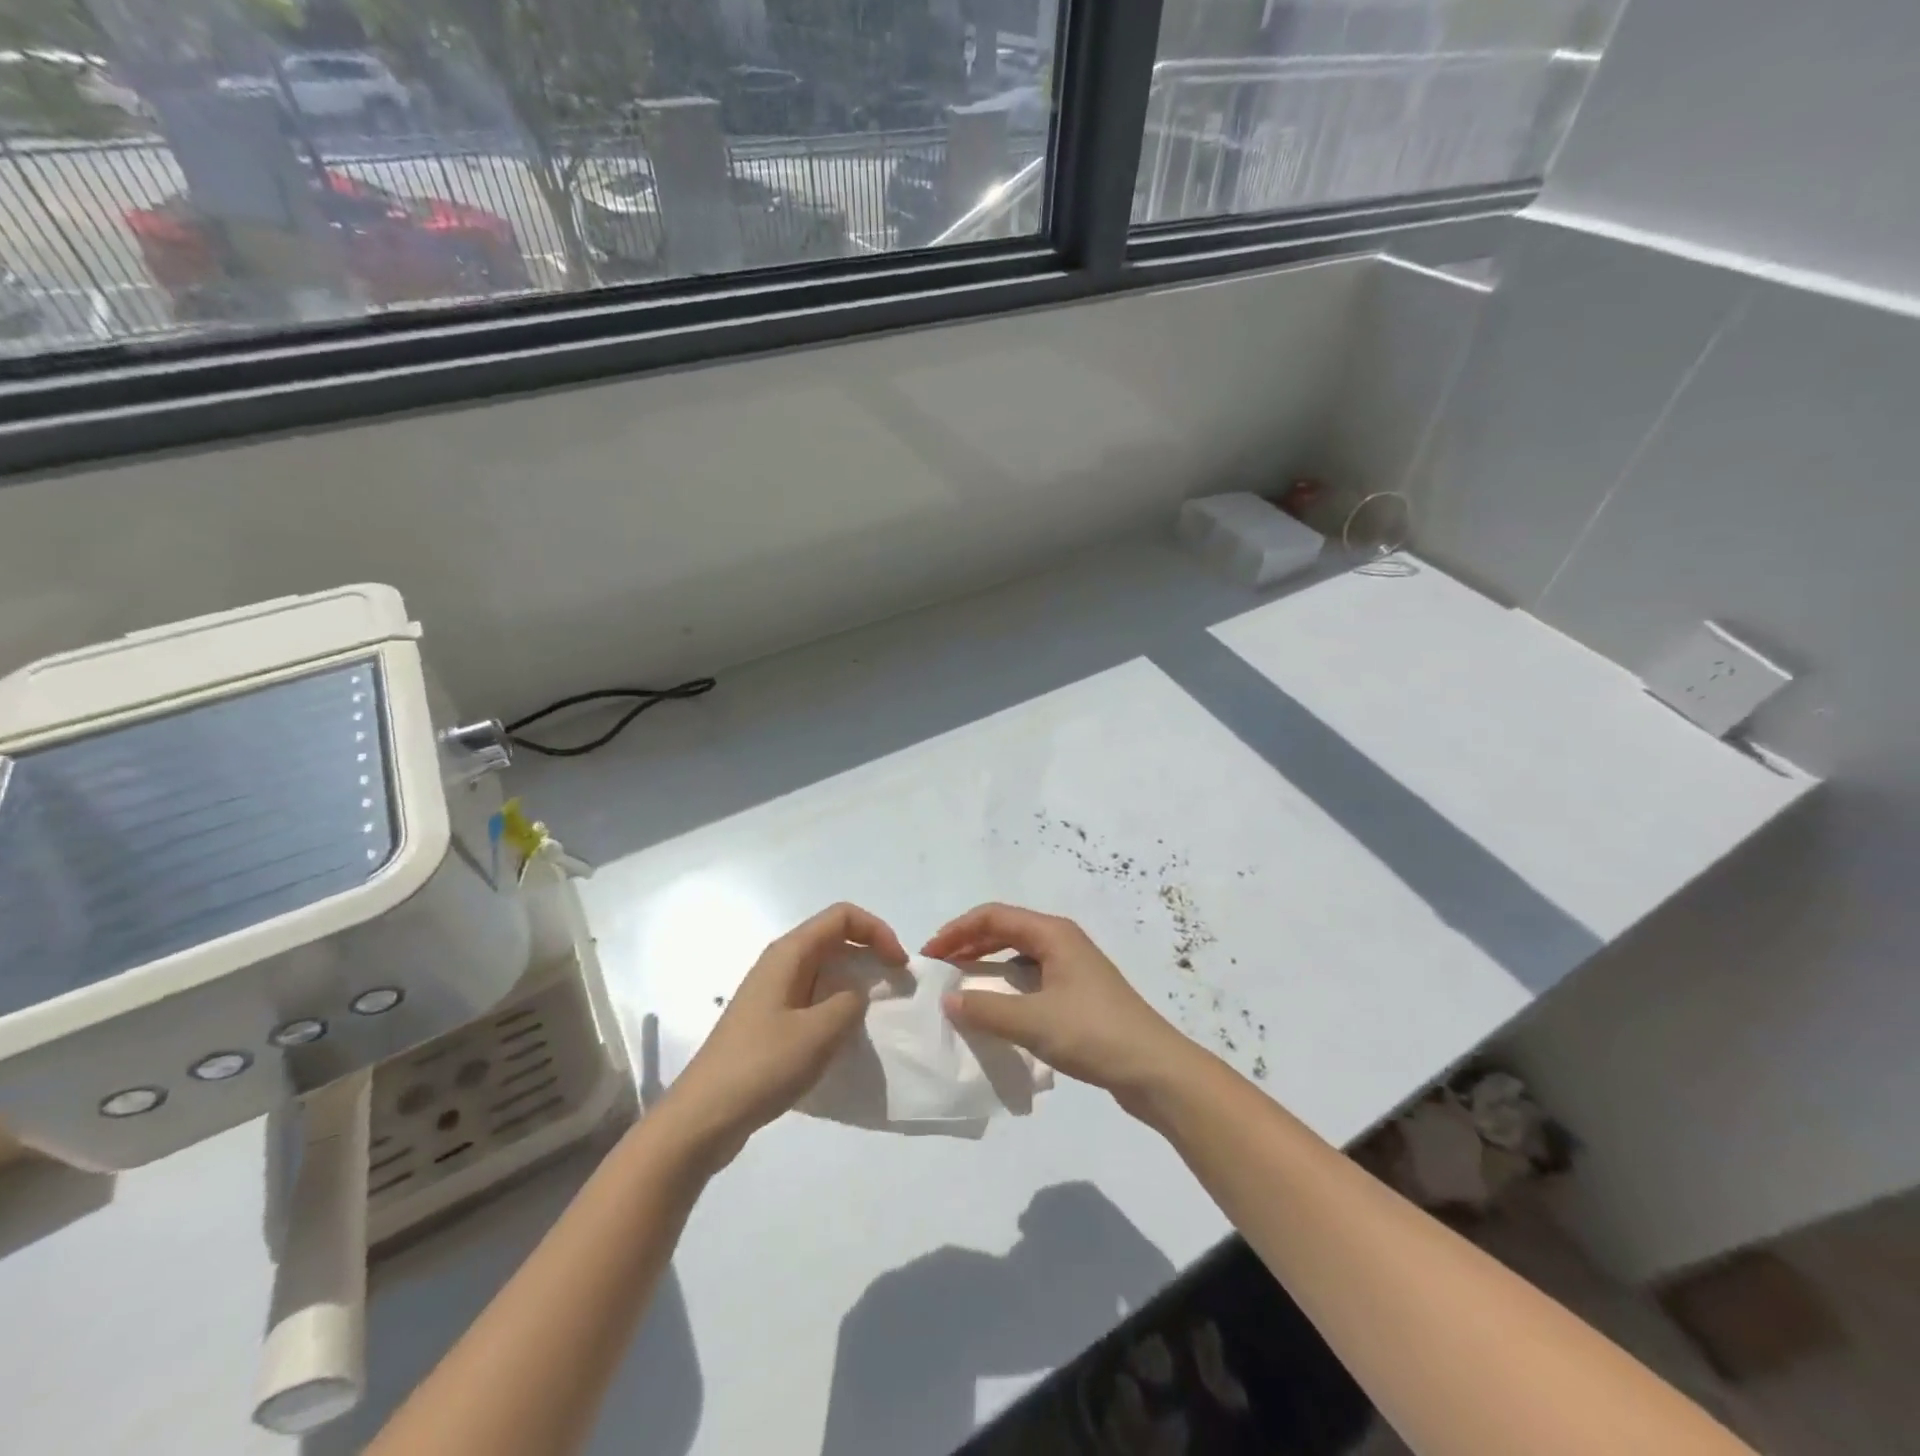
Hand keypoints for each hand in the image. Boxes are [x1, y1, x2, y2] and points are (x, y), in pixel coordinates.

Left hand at [661, 902, 906, 1166]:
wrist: (703, 1117)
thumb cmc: (762, 1065)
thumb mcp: (820, 1032)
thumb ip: (850, 1002)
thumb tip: (856, 993)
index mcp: (789, 953)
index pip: (843, 917)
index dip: (877, 931)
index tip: (899, 965)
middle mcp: (780, 963)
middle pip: (834, 938)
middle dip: (870, 953)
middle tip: (896, 986)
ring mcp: (772, 992)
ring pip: (824, 969)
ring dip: (855, 981)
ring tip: (877, 1011)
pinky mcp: (769, 1020)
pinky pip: (813, 995)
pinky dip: (837, 1004)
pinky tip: (845, 1035)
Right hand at [923, 903, 1195, 1112]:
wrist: (1155, 1069)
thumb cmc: (1094, 1034)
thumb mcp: (1033, 1022)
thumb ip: (986, 1009)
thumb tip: (949, 999)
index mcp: (1053, 934)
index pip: (994, 916)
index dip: (958, 930)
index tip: (930, 953)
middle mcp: (1062, 941)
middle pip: (1006, 930)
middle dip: (969, 943)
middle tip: (938, 966)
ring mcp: (1073, 967)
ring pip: (1019, 954)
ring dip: (987, 963)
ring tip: (960, 983)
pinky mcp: (1078, 993)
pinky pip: (1031, 976)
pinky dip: (1006, 983)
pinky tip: (995, 1006)